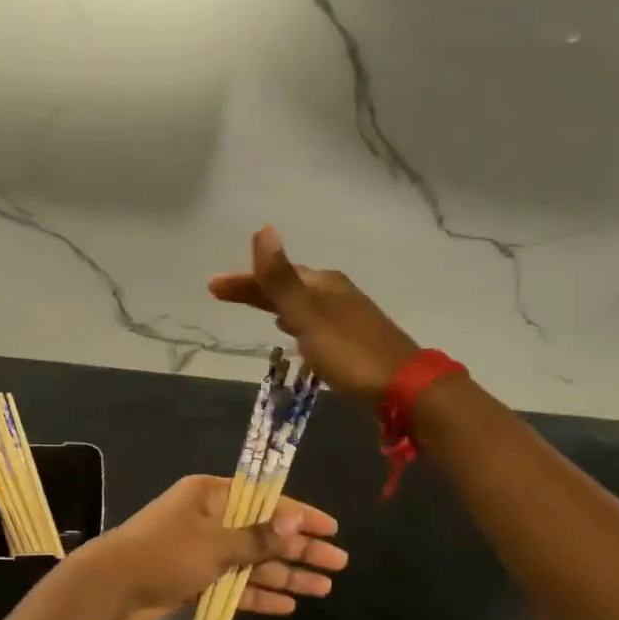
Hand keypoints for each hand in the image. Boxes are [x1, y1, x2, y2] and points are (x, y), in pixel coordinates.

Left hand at [73, 475, 346, 619]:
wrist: (109, 589)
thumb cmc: (165, 554)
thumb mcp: (216, 543)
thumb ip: (258, 537)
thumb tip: (296, 521)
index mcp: (211, 495)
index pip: (266, 500)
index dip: (301, 515)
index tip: (332, 528)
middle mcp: (210, 519)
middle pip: (264, 533)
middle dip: (300, 549)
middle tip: (338, 563)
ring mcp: (202, 551)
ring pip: (253, 562)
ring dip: (286, 575)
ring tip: (324, 588)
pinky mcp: (195, 581)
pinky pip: (235, 585)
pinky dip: (258, 595)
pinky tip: (288, 604)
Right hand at [209, 226, 420, 409]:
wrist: (405, 389)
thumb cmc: (351, 353)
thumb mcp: (310, 316)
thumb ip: (282, 279)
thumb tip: (263, 230)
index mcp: (324, 284)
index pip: (274, 275)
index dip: (243, 280)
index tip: (212, 286)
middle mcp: (336, 294)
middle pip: (287, 286)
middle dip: (256, 289)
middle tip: (222, 294)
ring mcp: (347, 317)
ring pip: (301, 304)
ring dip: (275, 303)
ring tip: (254, 307)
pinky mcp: (352, 341)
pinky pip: (313, 322)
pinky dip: (295, 321)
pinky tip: (293, 332)